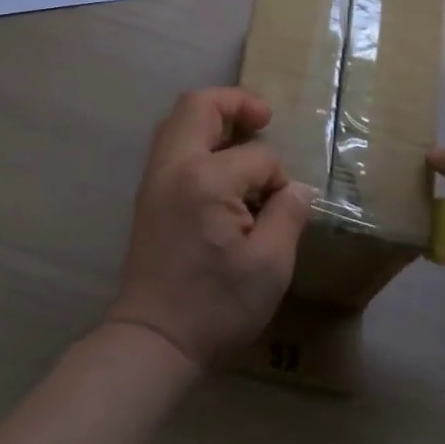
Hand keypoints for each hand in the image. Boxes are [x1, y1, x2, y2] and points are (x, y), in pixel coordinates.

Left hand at [107, 88, 315, 370]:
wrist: (154, 340)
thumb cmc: (216, 306)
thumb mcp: (270, 265)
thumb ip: (288, 215)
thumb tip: (297, 188)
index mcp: (205, 180)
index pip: (256, 157)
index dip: (279, 178)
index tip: (286, 209)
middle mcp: (173, 168)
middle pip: (198, 106)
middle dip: (235, 102)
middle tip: (264, 117)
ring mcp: (154, 180)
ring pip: (177, 122)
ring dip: (211, 118)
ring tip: (243, 134)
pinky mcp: (147, 197)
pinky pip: (170, 146)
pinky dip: (195, 138)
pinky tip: (219, 164)